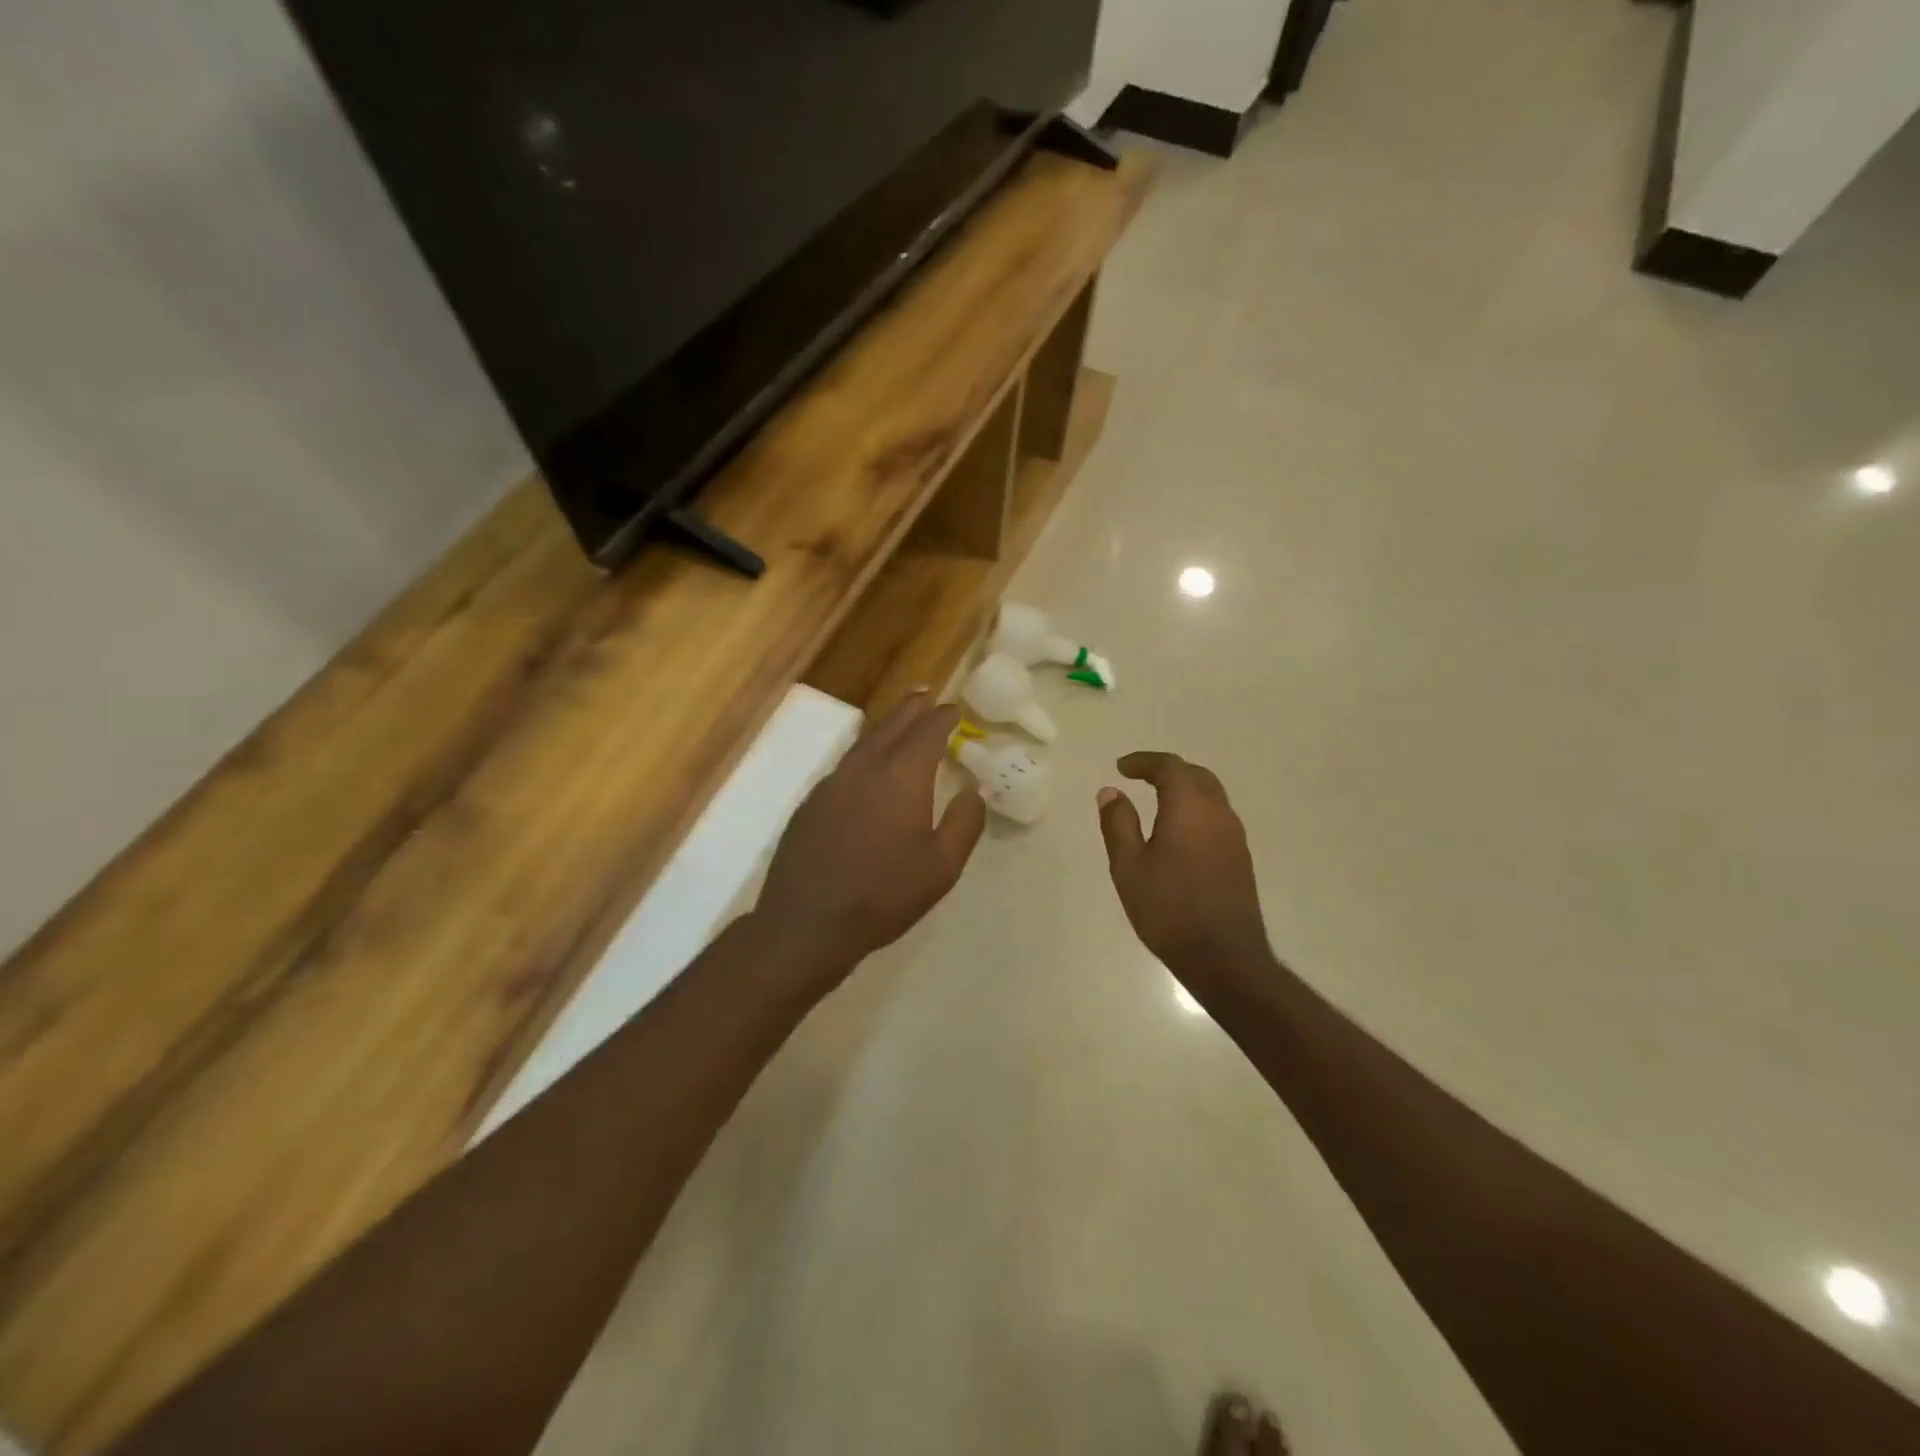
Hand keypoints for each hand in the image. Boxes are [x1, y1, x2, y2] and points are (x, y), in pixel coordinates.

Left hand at [753, 692, 985, 981]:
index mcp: (901, 777)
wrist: (808, 922)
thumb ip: (965, 822)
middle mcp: (865, 768)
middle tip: (927, 695)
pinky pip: (845, 763)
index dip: (943, 717)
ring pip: (864, 740)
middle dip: (913, 708)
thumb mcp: (941, 866)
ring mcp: (832, 782)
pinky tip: (867, 764)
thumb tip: (977, 789)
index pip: (927, 731)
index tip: (955, 709)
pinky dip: (865, 751)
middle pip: (892, 725)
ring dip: (886, 725)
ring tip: (901, 718)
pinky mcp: (812, 802)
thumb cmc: (883, 895)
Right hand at [1097, 752, 1269, 975]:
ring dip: (1184, 789)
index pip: (1169, 767)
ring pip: (1210, 795)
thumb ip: (1118, 823)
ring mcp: (1234, 836)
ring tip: (1157, 800)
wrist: (1223, 957)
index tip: (1121, 768)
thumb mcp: (1128, 866)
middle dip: (1167, 770)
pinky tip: (1178, 831)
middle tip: (1139, 777)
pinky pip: (1217, 817)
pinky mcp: (1241, 857)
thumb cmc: (1168, 908)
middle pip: (1195, 775)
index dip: (1144, 762)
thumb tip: (1111, 792)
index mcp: (1190, 808)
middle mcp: (1218, 813)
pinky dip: (1195, 809)